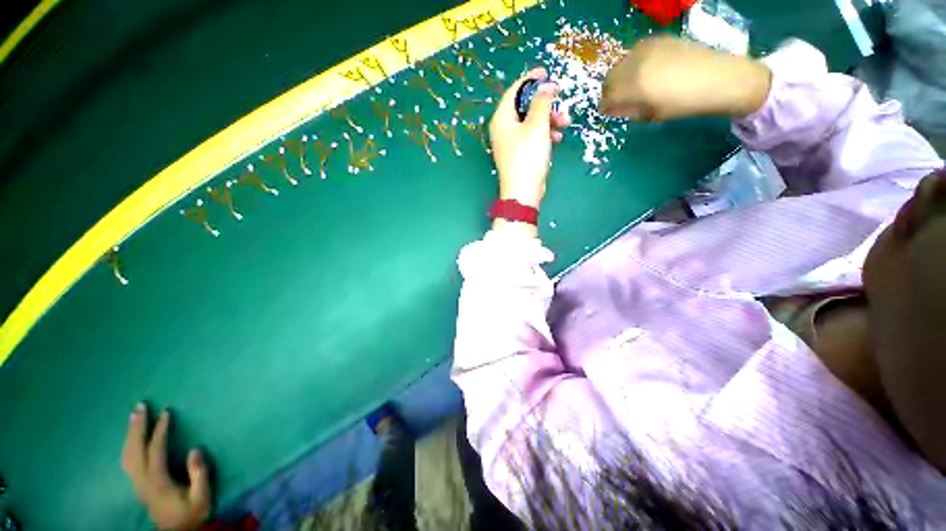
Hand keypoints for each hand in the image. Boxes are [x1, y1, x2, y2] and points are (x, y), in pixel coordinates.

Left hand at [121, 404, 210, 530]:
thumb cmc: (192, 513)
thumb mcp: (201, 497)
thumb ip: (199, 474)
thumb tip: (195, 449)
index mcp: (158, 482)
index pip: (155, 451)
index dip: (160, 431)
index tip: (166, 413)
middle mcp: (142, 481)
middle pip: (134, 450)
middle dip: (136, 427)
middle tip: (140, 406)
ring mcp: (137, 483)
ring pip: (127, 455)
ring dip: (130, 434)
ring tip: (135, 416)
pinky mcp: (137, 484)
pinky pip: (127, 460)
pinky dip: (128, 445)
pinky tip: (131, 438)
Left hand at [489, 67, 570, 210]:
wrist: (523, 192)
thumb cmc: (527, 157)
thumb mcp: (537, 126)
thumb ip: (542, 102)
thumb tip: (545, 86)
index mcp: (502, 119)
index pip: (514, 91)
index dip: (531, 79)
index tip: (546, 72)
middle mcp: (503, 129)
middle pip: (524, 106)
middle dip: (545, 103)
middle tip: (560, 99)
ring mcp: (510, 143)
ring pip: (531, 122)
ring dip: (549, 119)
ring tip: (565, 123)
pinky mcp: (519, 154)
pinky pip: (532, 136)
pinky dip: (544, 134)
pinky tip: (557, 137)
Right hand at [600, 36, 771, 121]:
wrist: (719, 78)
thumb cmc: (685, 104)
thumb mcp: (652, 115)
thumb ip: (630, 111)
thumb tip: (616, 108)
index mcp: (634, 86)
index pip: (607, 98)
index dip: (605, 107)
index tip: (608, 112)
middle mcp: (636, 64)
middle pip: (609, 79)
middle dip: (609, 91)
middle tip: (617, 100)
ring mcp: (647, 48)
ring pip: (620, 64)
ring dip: (620, 77)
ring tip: (631, 86)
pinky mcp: (657, 39)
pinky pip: (634, 53)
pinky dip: (632, 64)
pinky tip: (644, 71)